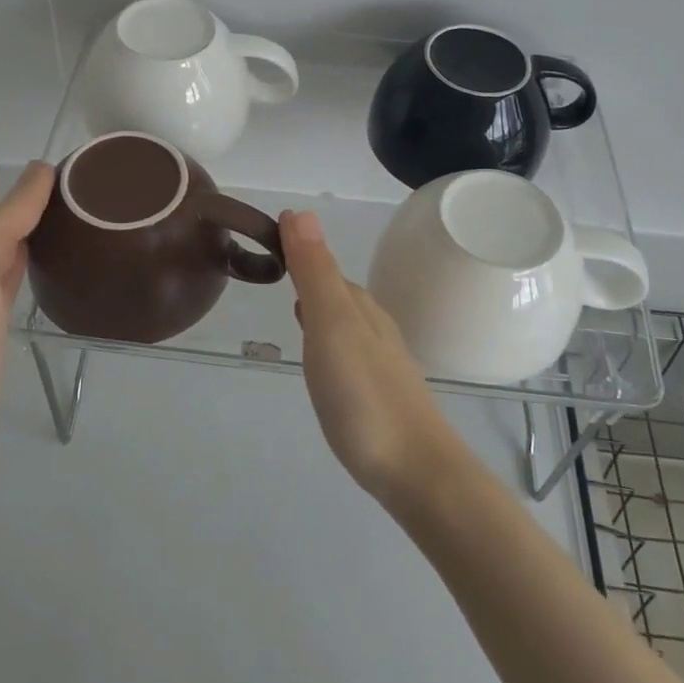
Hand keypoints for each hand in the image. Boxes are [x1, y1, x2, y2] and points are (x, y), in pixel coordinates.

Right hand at [280, 209, 469, 504]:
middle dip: (310, 275)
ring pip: (345, 320)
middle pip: (337, 290)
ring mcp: (380, 361)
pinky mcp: (380, 392)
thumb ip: (315, 272)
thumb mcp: (331, 326)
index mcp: (359, 306)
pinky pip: (349, 349)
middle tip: (275, 267)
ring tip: (295, 305)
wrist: (417, 472)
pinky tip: (324, 356)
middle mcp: (373, 326)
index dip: (297, 248)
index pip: (323, 264)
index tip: (266, 239)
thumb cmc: (364, 395)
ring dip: (321, 307)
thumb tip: (299, 211)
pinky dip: (330, 340)